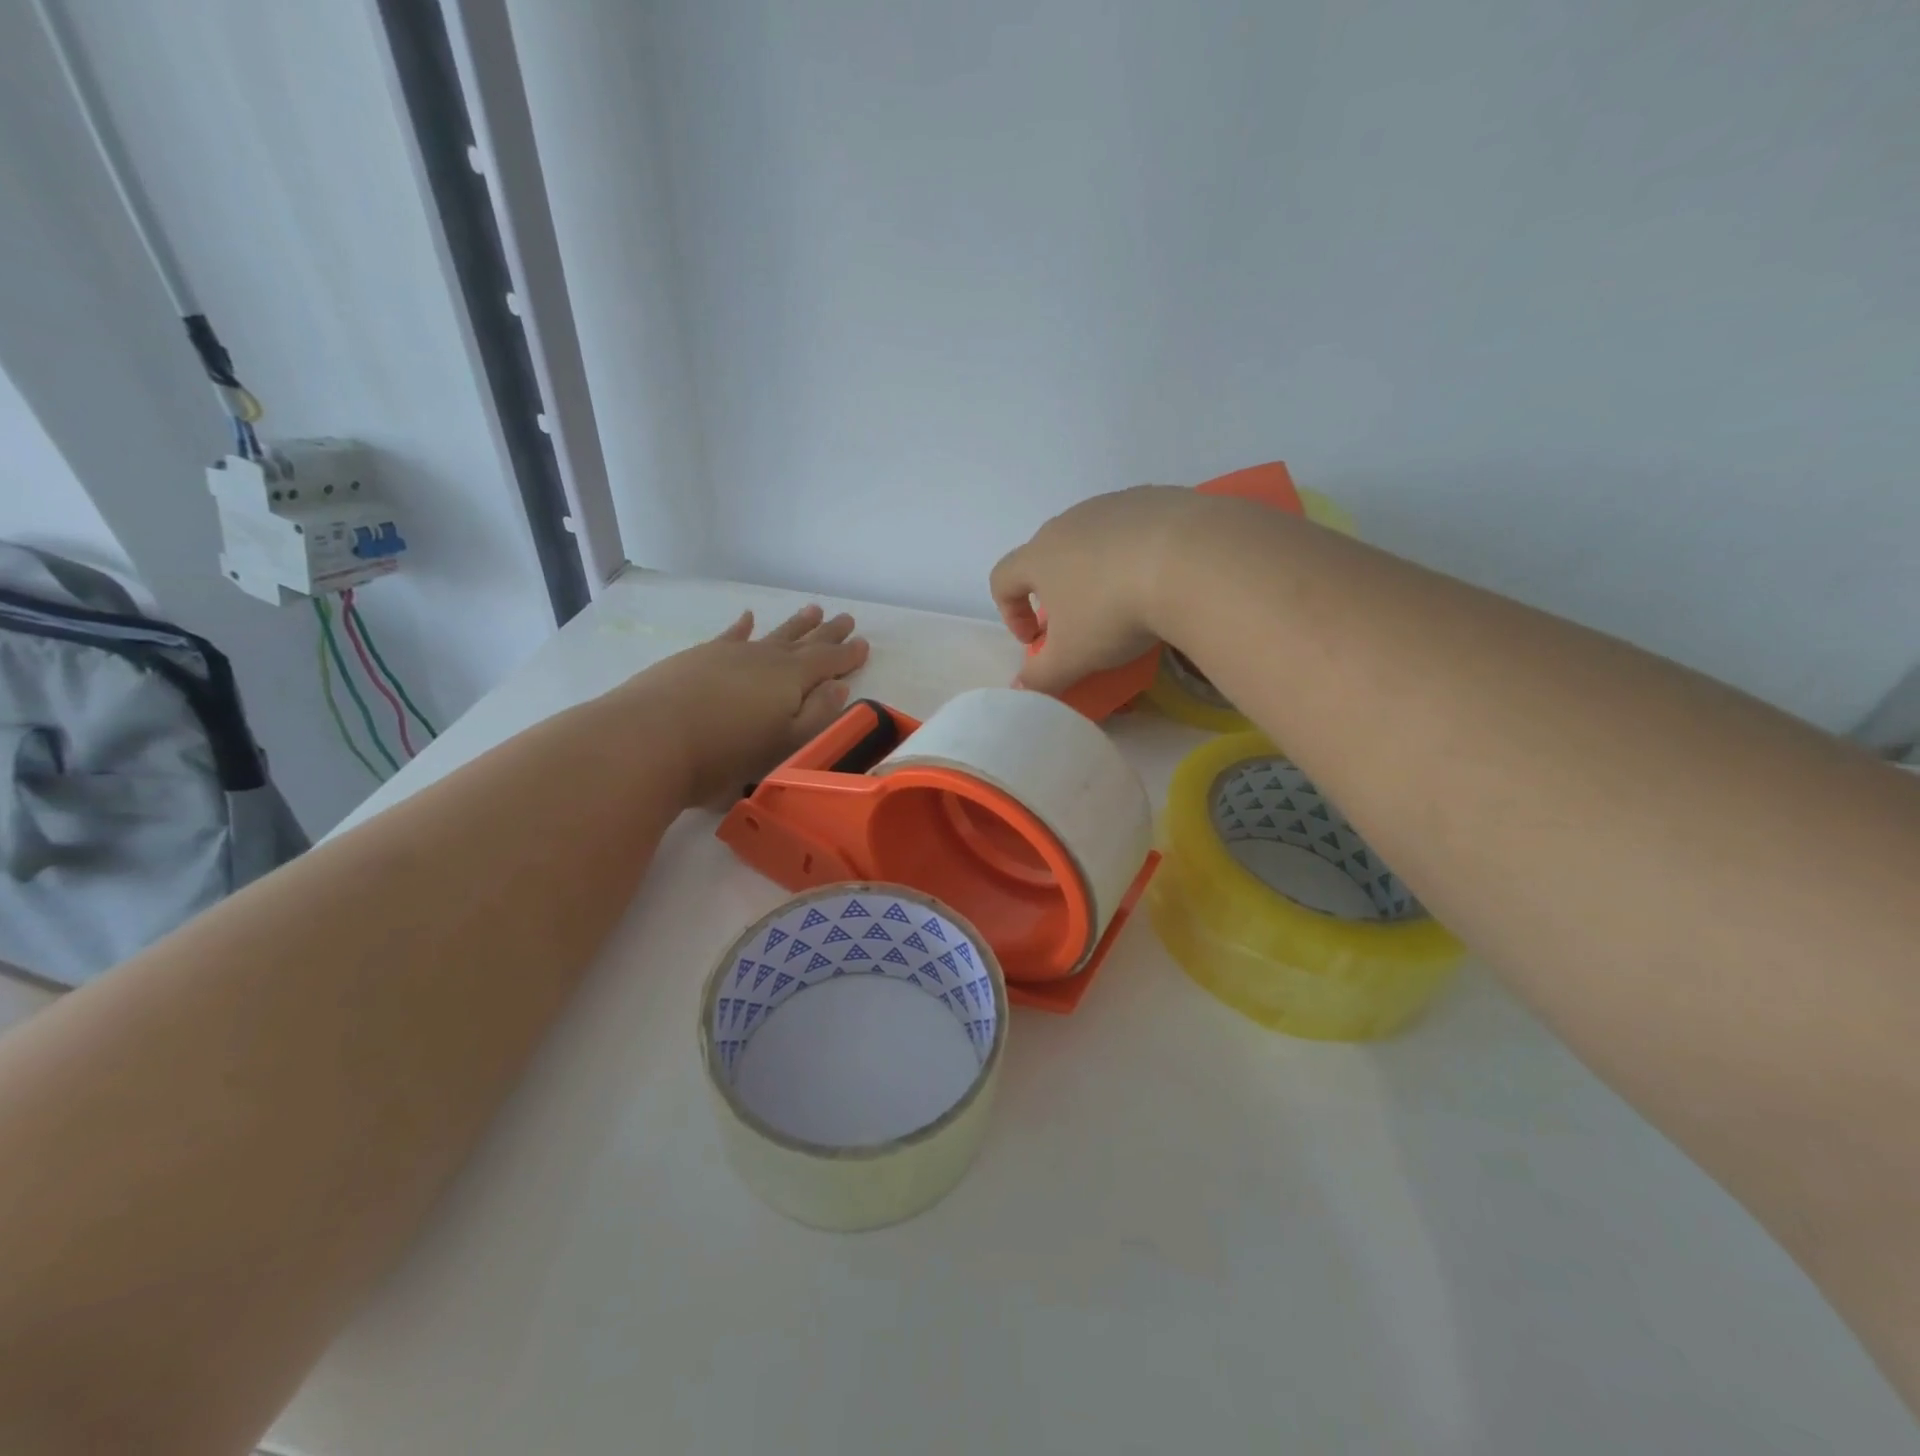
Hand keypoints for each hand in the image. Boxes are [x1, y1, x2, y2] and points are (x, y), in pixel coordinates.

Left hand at [620, 604, 869, 804]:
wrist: (649, 740)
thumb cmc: (725, 754)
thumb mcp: (785, 743)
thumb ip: (818, 715)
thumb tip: (839, 686)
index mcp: (791, 679)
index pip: (828, 662)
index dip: (847, 654)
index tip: (864, 643)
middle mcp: (764, 658)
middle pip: (803, 641)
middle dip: (826, 633)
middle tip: (845, 618)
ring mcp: (728, 654)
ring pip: (771, 634)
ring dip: (793, 624)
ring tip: (812, 609)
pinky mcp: (697, 658)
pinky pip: (729, 636)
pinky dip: (741, 627)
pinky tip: (747, 618)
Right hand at [989, 486, 1204, 694]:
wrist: (1192, 560)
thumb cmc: (1114, 612)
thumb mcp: (1073, 658)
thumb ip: (1041, 676)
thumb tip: (1021, 686)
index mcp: (1039, 556)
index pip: (1003, 579)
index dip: (1011, 612)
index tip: (1036, 641)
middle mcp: (1069, 522)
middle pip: (1047, 554)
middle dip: (1056, 591)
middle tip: (1080, 624)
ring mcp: (1113, 505)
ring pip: (1092, 539)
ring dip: (1096, 569)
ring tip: (1125, 599)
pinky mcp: (1154, 498)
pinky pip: (1134, 527)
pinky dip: (1136, 552)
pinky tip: (1161, 576)